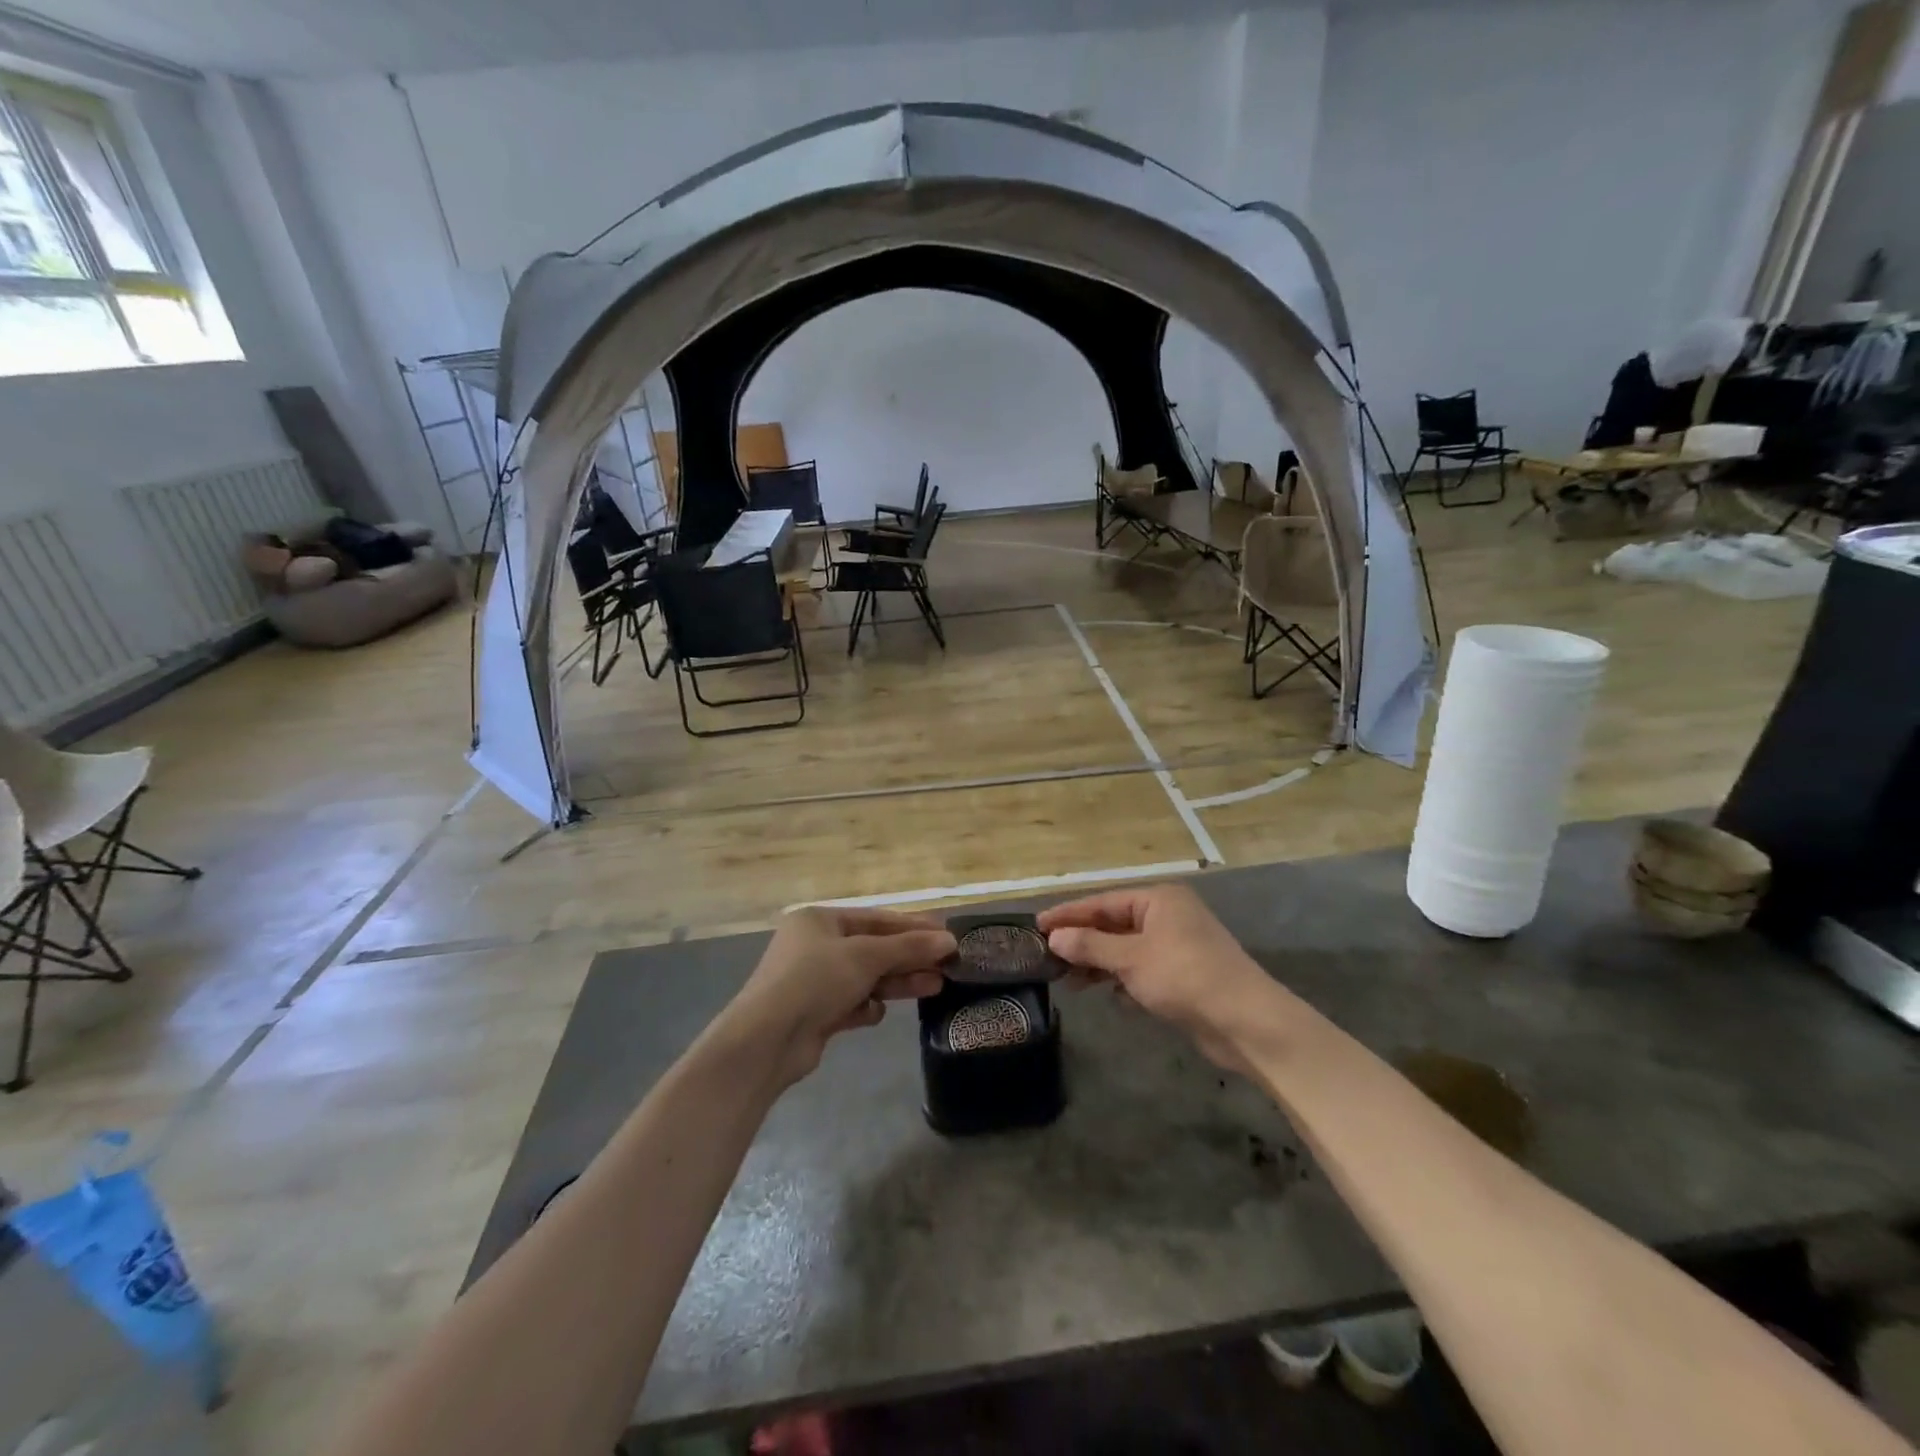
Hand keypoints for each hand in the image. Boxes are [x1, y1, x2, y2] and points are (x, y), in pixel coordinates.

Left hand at [719, 907, 954, 1087]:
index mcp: (819, 920)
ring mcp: (813, 981)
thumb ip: (909, 948)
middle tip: (947, 965)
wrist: (767, 1040)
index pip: (876, 918)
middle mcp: (815, 946)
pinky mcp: (815, 1014)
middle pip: (873, 948)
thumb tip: (949, 940)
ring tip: (934, 987)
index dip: (913, 927)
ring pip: (866, 977)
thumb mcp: (866, 956)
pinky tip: (875, 1013)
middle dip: (909, 958)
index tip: (946, 936)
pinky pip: (851, 1004)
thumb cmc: (815, 980)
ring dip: (897, 982)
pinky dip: (866, 1007)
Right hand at [1039, 883, 1276, 1073]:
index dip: (1069, 914)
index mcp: (1158, 900)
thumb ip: (1090, 946)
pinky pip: (1142, 970)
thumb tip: (1055, 937)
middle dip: (1082, 941)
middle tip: (1047, 956)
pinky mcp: (1183, 975)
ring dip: (1099, 964)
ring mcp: (1177, 946)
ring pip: (1126, 949)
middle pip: (1114, 924)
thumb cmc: (1185, 977)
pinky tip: (1107, 995)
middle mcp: (1168, 916)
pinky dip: (1123, 980)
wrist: (1245, 1021)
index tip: (1037, 925)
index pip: (1103, 902)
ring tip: (1068, 981)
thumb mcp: (1131, 958)